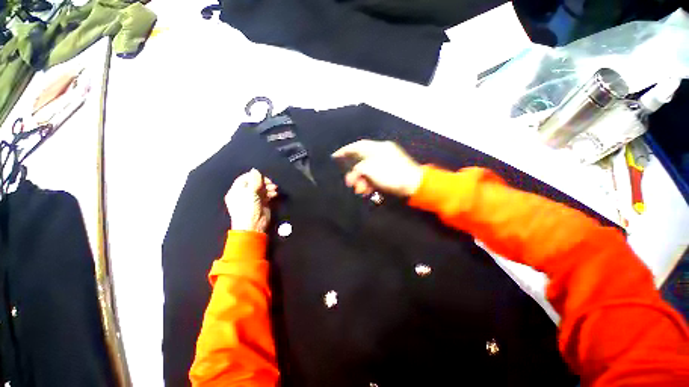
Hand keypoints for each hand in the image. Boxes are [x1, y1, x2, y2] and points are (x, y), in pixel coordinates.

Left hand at [225, 169, 277, 231]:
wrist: (253, 226)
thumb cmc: (248, 209)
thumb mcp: (250, 192)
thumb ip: (254, 180)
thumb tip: (255, 170)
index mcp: (237, 190)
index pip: (245, 178)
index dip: (255, 176)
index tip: (262, 177)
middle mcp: (244, 194)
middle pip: (255, 182)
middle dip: (264, 182)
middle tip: (270, 183)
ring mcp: (253, 199)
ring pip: (262, 188)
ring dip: (269, 187)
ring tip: (274, 190)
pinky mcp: (261, 203)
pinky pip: (266, 195)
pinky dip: (271, 193)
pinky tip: (274, 194)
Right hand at [332, 140, 422, 196]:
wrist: (414, 184)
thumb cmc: (391, 175)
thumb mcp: (370, 170)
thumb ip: (358, 169)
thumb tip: (353, 175)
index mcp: (378, 148)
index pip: (357, 146)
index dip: (345, 151)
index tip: (335, 156)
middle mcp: (382, 152)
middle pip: (362, 160)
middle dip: (355, 173)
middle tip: (349, 183)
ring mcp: (387, 161)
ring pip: (369, 170)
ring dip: (362, 180)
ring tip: (360, 190)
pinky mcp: (391, 171)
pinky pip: (376, 175)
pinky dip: (370, 182)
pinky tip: (368, 190)